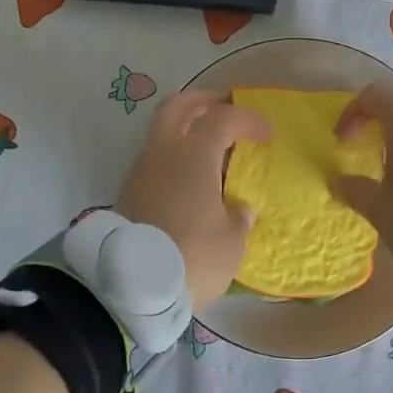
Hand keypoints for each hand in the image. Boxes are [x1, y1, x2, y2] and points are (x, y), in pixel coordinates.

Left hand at [114, 91, 269, 310]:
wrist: (131, 289)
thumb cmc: (193, 257)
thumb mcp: (231, 242)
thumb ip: (238, 218)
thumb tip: (237, 209)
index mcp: (193, 155)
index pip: (222, 117)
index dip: (247, 120)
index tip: (265, 136)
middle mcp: (162, 153)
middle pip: (178, 107)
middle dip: (203, 103)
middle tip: (224, 111)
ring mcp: (139, 172)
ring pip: (161, 134)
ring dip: (185, 133)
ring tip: (209, 154)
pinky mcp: (127, 194)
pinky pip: (154, 162)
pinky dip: (173, 160)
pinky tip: (189, 183)